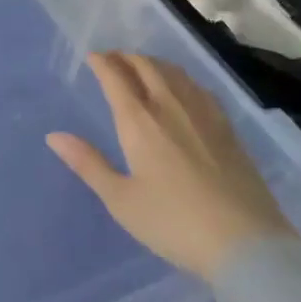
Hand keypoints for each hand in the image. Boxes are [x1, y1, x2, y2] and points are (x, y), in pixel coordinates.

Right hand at [47, 51, 295, 279]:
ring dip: (153, 63)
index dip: (101, 62)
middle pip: (146, 66)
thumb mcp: (122, 200)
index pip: (116, 76)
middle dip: (126, 57)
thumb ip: (88, 164)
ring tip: (144, 68)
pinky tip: (183, 90)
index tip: (92, 57)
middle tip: (114, 59)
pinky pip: (198, 87)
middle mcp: (169, 105)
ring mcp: (203, 114)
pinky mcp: (227, 128)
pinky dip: (181, 78)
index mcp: (139, 120)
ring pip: (174, 72)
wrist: (246, 244)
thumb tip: (54, 136)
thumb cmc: (174, 223)